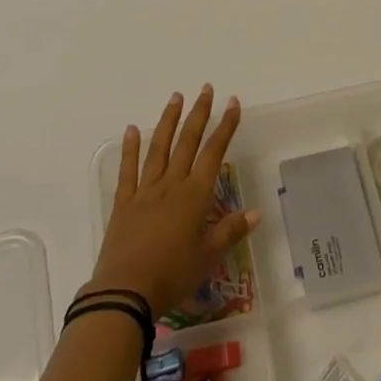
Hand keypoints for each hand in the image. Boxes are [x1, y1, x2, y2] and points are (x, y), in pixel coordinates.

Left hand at [83, 86, 259, 316]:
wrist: (126, 292)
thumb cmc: (173, 275)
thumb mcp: (208, 257)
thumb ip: (231, 231)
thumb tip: (257, 212)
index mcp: (195, 195)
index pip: (214, 153)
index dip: (225, 126)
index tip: (233, 103)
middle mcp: (172, 184)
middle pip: (188, 142)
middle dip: (199, 114)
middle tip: (206, 89)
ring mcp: (145, 190)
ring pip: (159, 147)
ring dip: (169, 120)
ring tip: (176, 97)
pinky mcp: (124, 202)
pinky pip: (128, 170)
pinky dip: (129, 148)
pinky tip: (131, 129)